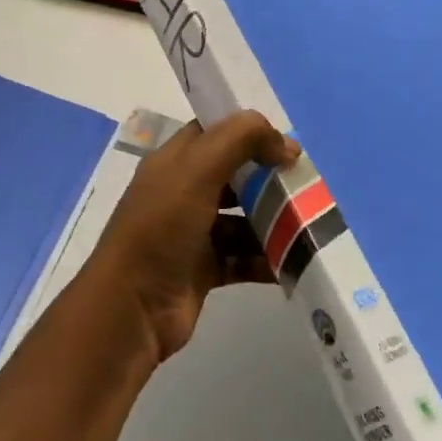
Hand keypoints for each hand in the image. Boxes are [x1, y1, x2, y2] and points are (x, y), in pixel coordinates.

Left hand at [84, 111, 299, 361]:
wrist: (132, 307)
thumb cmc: (162, 228)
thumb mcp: (197, 170)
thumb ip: (240, 140)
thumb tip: (285, 143)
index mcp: (173, 163)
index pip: (214, 133)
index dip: (250, 133)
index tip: (288, 147)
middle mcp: (181, 193)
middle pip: (234, 177)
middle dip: (269, 181)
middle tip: (306, 189)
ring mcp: (192, 233)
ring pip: (242, 220)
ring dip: (273, 223)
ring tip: (309, 227)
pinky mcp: (203, 270)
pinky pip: (243, 258)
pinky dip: (266, 259)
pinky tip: (295, 262)